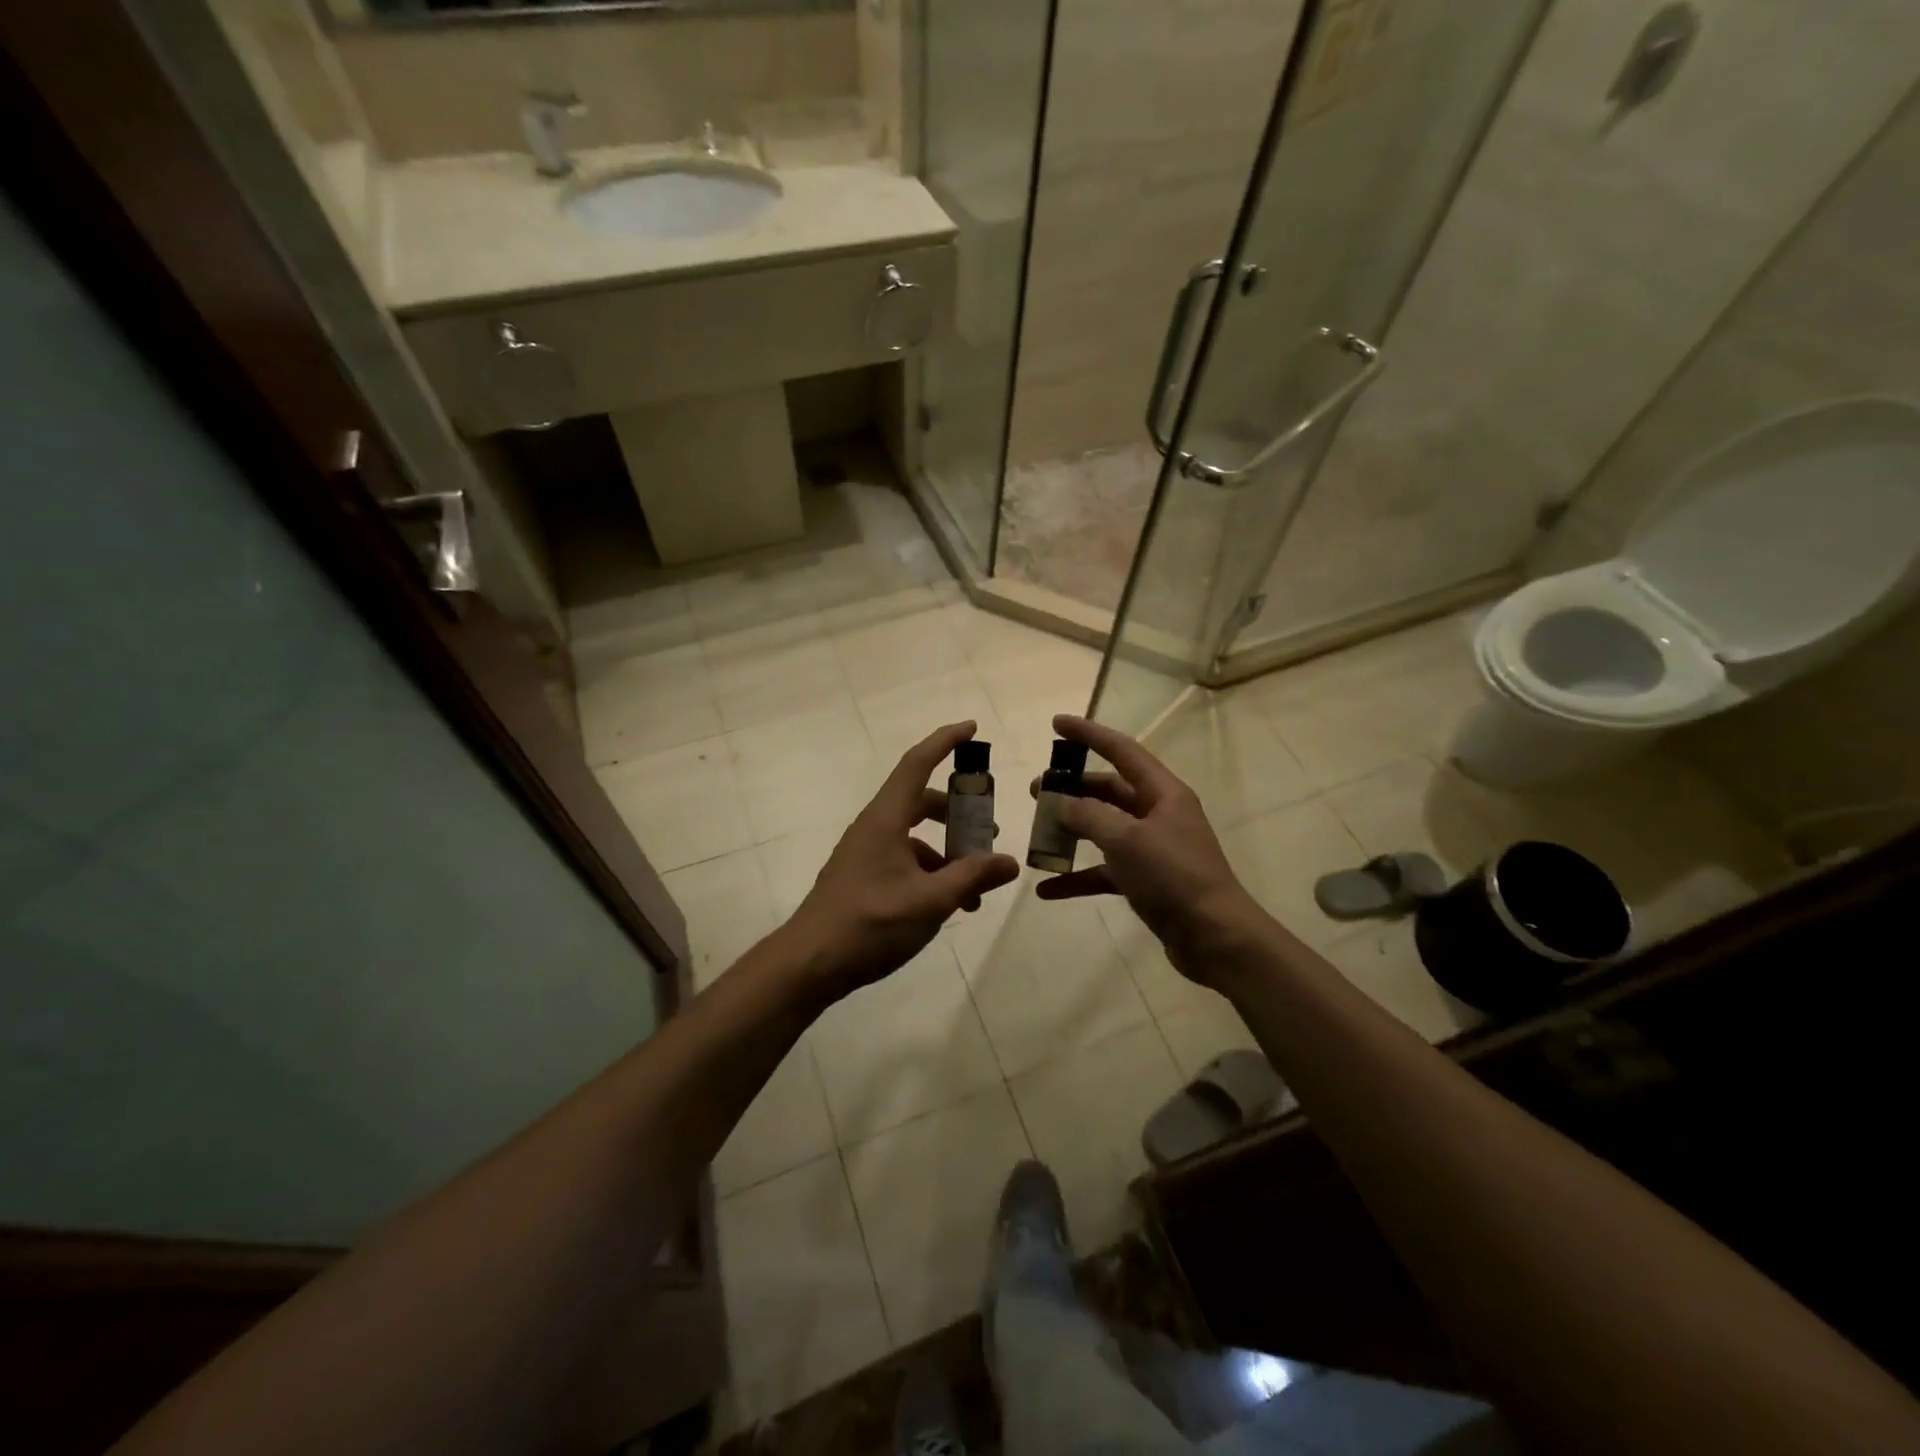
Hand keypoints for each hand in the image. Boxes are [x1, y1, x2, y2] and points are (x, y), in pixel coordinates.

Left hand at [783, 721, 1019, 1001]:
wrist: (810, 963)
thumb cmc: (871, 923)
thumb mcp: (932, 900)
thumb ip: (972, 877)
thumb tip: (1009, 862)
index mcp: (886, 819)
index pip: (917, 763)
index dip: (945, 741)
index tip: (972, 728)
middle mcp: (874, 827)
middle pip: (920, 801)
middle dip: (957, 810)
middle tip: (988, 826)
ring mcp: (865, 853)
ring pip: (914, 836)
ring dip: (947, 851)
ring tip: (977, 884)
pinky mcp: (862, 877)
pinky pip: (904, 860)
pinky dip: (930, 872)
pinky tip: (949, 904)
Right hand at [1032, 715, 1264, 983]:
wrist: (1215, 938)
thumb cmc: (1174, 877)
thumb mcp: (1127, 840)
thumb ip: (1088, 815)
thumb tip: (1060, 802)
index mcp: (1162, 793)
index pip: (1121, 750)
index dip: (1088, 734)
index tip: (1056, 723)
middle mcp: (1158, 814)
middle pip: (1108, 790)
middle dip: (1071, 788)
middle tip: (1035, 791)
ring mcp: (1152, 849)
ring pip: (1103, 829)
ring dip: (1071, 832)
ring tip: (1037, 834)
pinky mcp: (1146, 881)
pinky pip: (1104, 871)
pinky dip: (1077, 877)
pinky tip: (1047, 889)